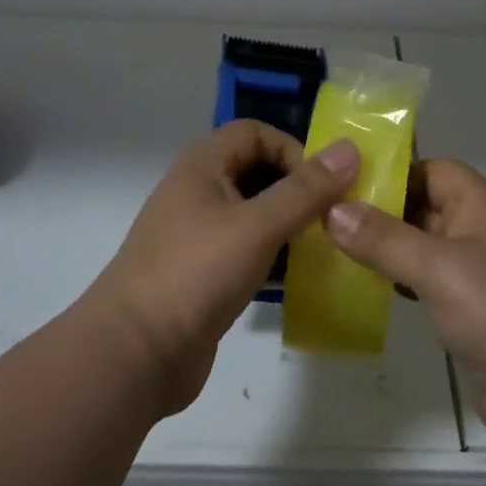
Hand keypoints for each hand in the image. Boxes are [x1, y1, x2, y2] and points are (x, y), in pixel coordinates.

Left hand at [84, 121, 359, 416]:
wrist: (135, 353)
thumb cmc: (196, 274)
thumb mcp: (257, 226)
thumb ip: (305, 190)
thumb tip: (350, 149)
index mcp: (202, 166)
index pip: (255, 133)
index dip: (292, 149)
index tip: (323, 187)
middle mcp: (197, 192)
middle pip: (257, 171)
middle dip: (297, 189)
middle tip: (332, 217)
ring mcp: (198, 235)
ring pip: (254, 214)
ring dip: (290, 225)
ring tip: (324, 248)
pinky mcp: (203, 273)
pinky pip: (247, 250)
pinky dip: (274, 256)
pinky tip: (298, 278)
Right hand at [325, 159, 485, 453]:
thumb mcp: (438, 269)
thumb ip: (384, 239)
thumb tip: (333, 210)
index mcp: (485, 206)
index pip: (434, 170)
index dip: (393, 173)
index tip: (344, 188)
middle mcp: (485, 233)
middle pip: (428, 207)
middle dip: (383, 212)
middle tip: (328, 221)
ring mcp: (483, 275)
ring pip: (427, 248)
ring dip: (390, 249)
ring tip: (337, 252)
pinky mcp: (477, 313)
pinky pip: (433, 284)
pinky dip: (404, 282)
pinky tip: (372, 291)